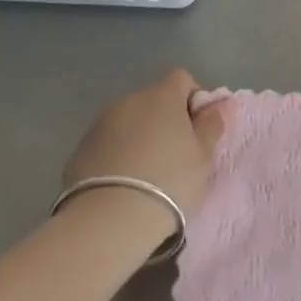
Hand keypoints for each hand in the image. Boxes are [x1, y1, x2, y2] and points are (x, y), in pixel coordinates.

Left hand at [62, 68, 227, 220]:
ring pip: (128, 123)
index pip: (181, 79)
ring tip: (146, 176)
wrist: (108, 221)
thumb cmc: (168, 182)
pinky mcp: (79, 151)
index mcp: (161, 97)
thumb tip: (221, 104)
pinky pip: (107, 145)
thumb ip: (211, 126)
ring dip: (139, 138)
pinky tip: (122, 186)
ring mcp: (99, 125)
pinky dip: (117, 156)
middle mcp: (128, 101)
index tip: (197, 130)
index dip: (193, 99)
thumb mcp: (202, 157)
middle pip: (153, 101)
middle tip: (175, 157)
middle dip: (164, 121)